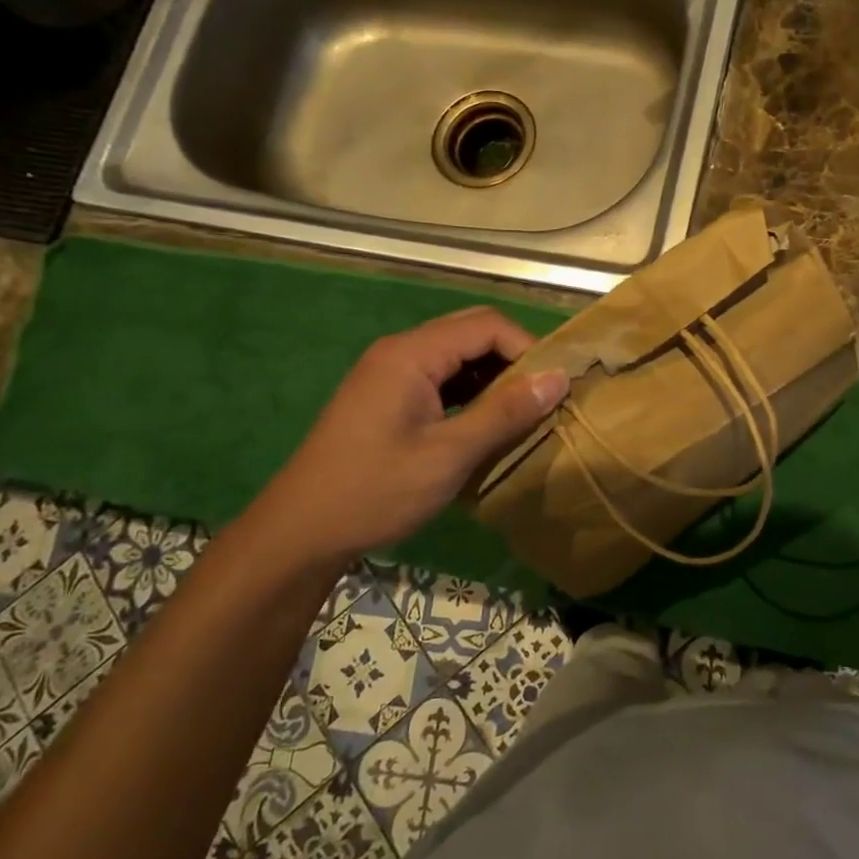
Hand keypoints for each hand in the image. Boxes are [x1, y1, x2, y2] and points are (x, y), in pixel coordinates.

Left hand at [239, 307, 569, 572]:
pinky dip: (470, 392)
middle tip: (542, 397)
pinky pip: (440, 378)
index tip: (554, 386)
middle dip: (513, 359)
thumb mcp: (449, 454)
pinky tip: (485, 423)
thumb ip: (506, 412)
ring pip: (457, 356)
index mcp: (412, 354)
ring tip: (521, 412)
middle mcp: (400, 351)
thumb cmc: (376, 490)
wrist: (300, 532)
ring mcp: (390, 374)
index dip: (528, 348)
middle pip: (472, 333)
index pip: (487, 325)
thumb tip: (559, 378)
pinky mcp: (387, 397)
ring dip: (493, 377)